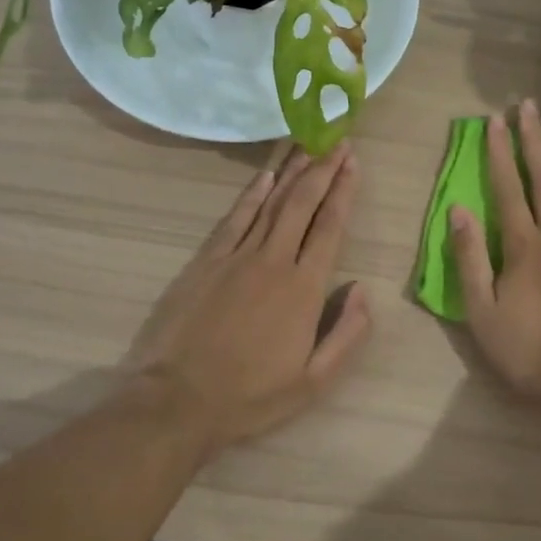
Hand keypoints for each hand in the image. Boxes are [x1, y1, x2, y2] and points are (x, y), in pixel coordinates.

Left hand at [127, 144, 371, 452]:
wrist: (178, 400)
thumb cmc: (251, 396)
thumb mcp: (314, 381)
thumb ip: (347, 334)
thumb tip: (362, 290)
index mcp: (304, 289)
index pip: (330, 227)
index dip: (343, 191)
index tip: (353, 162)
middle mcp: (273, 261)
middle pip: (302, 204)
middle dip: (323, 169)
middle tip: (337, 140)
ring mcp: (236, 257)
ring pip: (271, 203)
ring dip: (292, 172)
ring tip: (308, 144)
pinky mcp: (206, 261)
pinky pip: (235, 218)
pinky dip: (251, 193)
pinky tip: (265, 176)